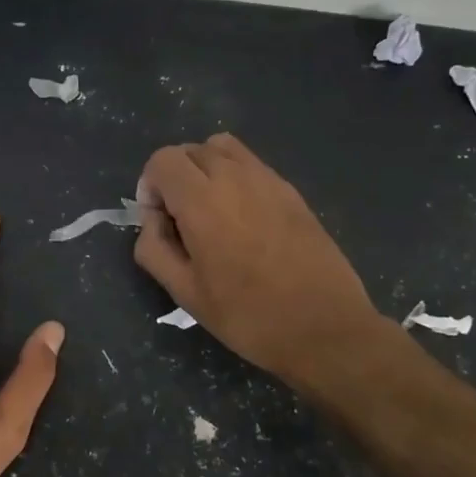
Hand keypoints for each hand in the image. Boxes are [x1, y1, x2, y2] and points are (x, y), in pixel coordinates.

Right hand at [135, 135, 381, 389]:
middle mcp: (235, 177)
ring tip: (211, 210)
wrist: (325, 328)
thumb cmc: (248, 316)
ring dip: (206, 169)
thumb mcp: (185, 293)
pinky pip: (252, 165)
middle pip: (191, 149)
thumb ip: (154, 248)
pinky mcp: (292, 191)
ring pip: (223, 148)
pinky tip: (244, 220)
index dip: (150, 186)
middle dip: (175, 176)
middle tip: (181, 220)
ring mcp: (268, 180)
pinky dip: (235, 177)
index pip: (162, 160)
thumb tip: (154, 221)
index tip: (159, 221)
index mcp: (202, 201)